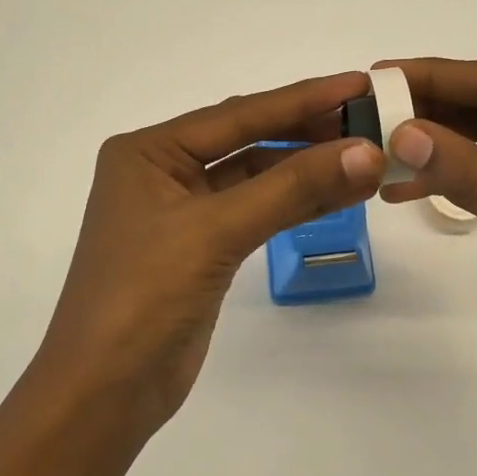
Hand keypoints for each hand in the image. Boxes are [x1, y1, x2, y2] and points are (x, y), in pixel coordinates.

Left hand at [30, 72, 384, 440]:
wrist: (106, 392)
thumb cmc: (143, 297)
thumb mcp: (216, 232)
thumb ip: (292, 189)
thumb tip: (368, 153)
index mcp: (149, 151)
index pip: (238, 115)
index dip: (302, 98)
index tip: (359, 83)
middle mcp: (164, 172)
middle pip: (248, 140)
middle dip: (308, 131)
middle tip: (371, 120)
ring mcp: (184, 212)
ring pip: (257, 178)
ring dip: (308, 169)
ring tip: (368, 156)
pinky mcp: (203, 249)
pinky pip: (258, 212)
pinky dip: (297, 204)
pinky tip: (339, 194)